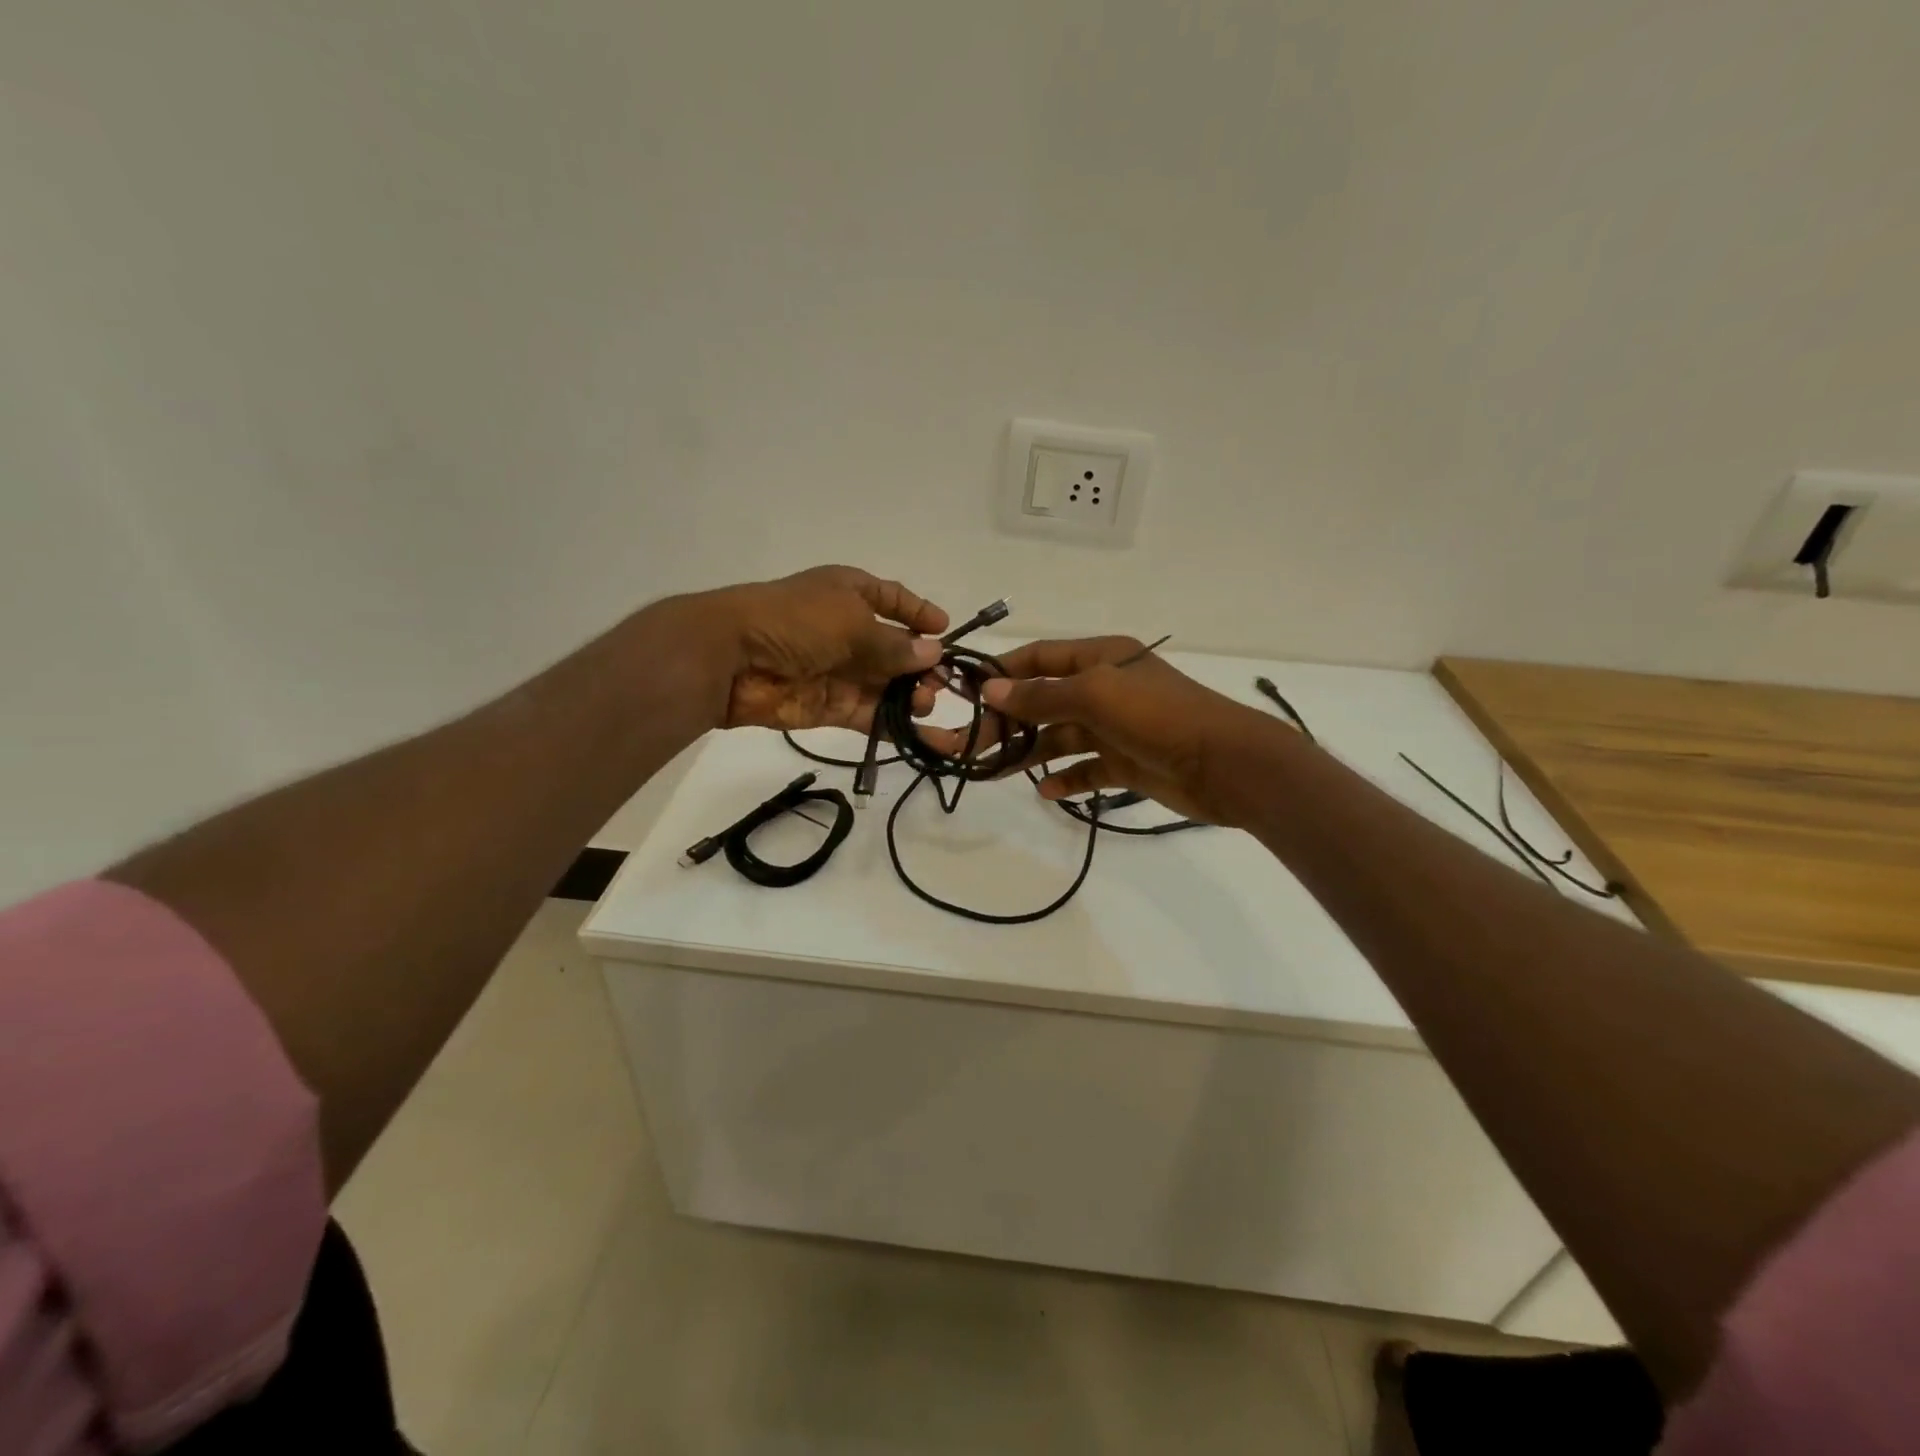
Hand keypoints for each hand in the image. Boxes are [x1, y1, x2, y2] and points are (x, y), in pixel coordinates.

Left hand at [696, 565, 947, 732]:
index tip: (946, 629)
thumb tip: (933, 653)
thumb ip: (895, 643)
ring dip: (908, 695)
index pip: (892, 599)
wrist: (732, 658)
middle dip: (920, 664)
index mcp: (849, 593)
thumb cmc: (797, 622)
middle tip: (941, 683)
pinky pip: (867, 713)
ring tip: (923, 703)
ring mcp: (838, 670)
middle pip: (894, 648)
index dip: (919, 612)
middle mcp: (846, 630)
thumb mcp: (853, 622)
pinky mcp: (828, 706)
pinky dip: (891, 722)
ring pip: (884, 684)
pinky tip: (918, 731)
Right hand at [961, 637, 1301, 826]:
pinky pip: (1087, 769)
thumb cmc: (1159, 717)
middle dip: (1009, 721)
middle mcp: (1106, 688)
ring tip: (993, 771)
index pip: (1040, 658)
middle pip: (1044, 701)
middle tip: (970, 745)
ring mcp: (1117, 728)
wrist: (1227, 765)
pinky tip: (1045, 790)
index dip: (1003, 673)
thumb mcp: (1096, 696)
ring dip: (1029, 751)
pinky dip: (1066, 778)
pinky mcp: (1127, 763)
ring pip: (1061, 737)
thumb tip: (989, 690)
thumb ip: (1041, 695)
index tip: (964, 694)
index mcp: (1102, 659)